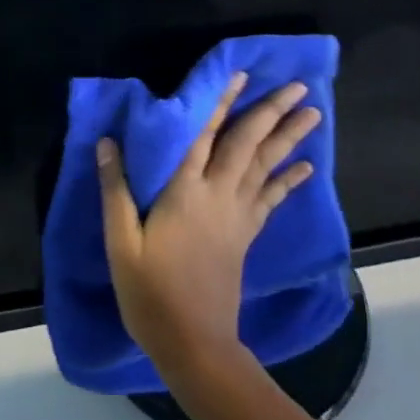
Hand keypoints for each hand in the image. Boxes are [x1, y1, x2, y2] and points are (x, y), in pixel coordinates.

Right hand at [97, 73, 321, 378]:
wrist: (194, 345)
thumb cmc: (151, 293)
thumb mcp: (122, 243)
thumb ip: (115, 190)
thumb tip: (107, 142)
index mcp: (185, 192)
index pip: (205, 136)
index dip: (222, 103)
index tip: (242, 74)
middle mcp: (217, 195)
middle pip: (247, 145)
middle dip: (272, 112)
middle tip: (299, 87)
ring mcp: (237, 216)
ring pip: (266, 166)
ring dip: (289, 137)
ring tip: (312, 113)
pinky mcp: (246, 235)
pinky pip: (271, 198)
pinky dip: (288, 179)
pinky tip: (305, 165)